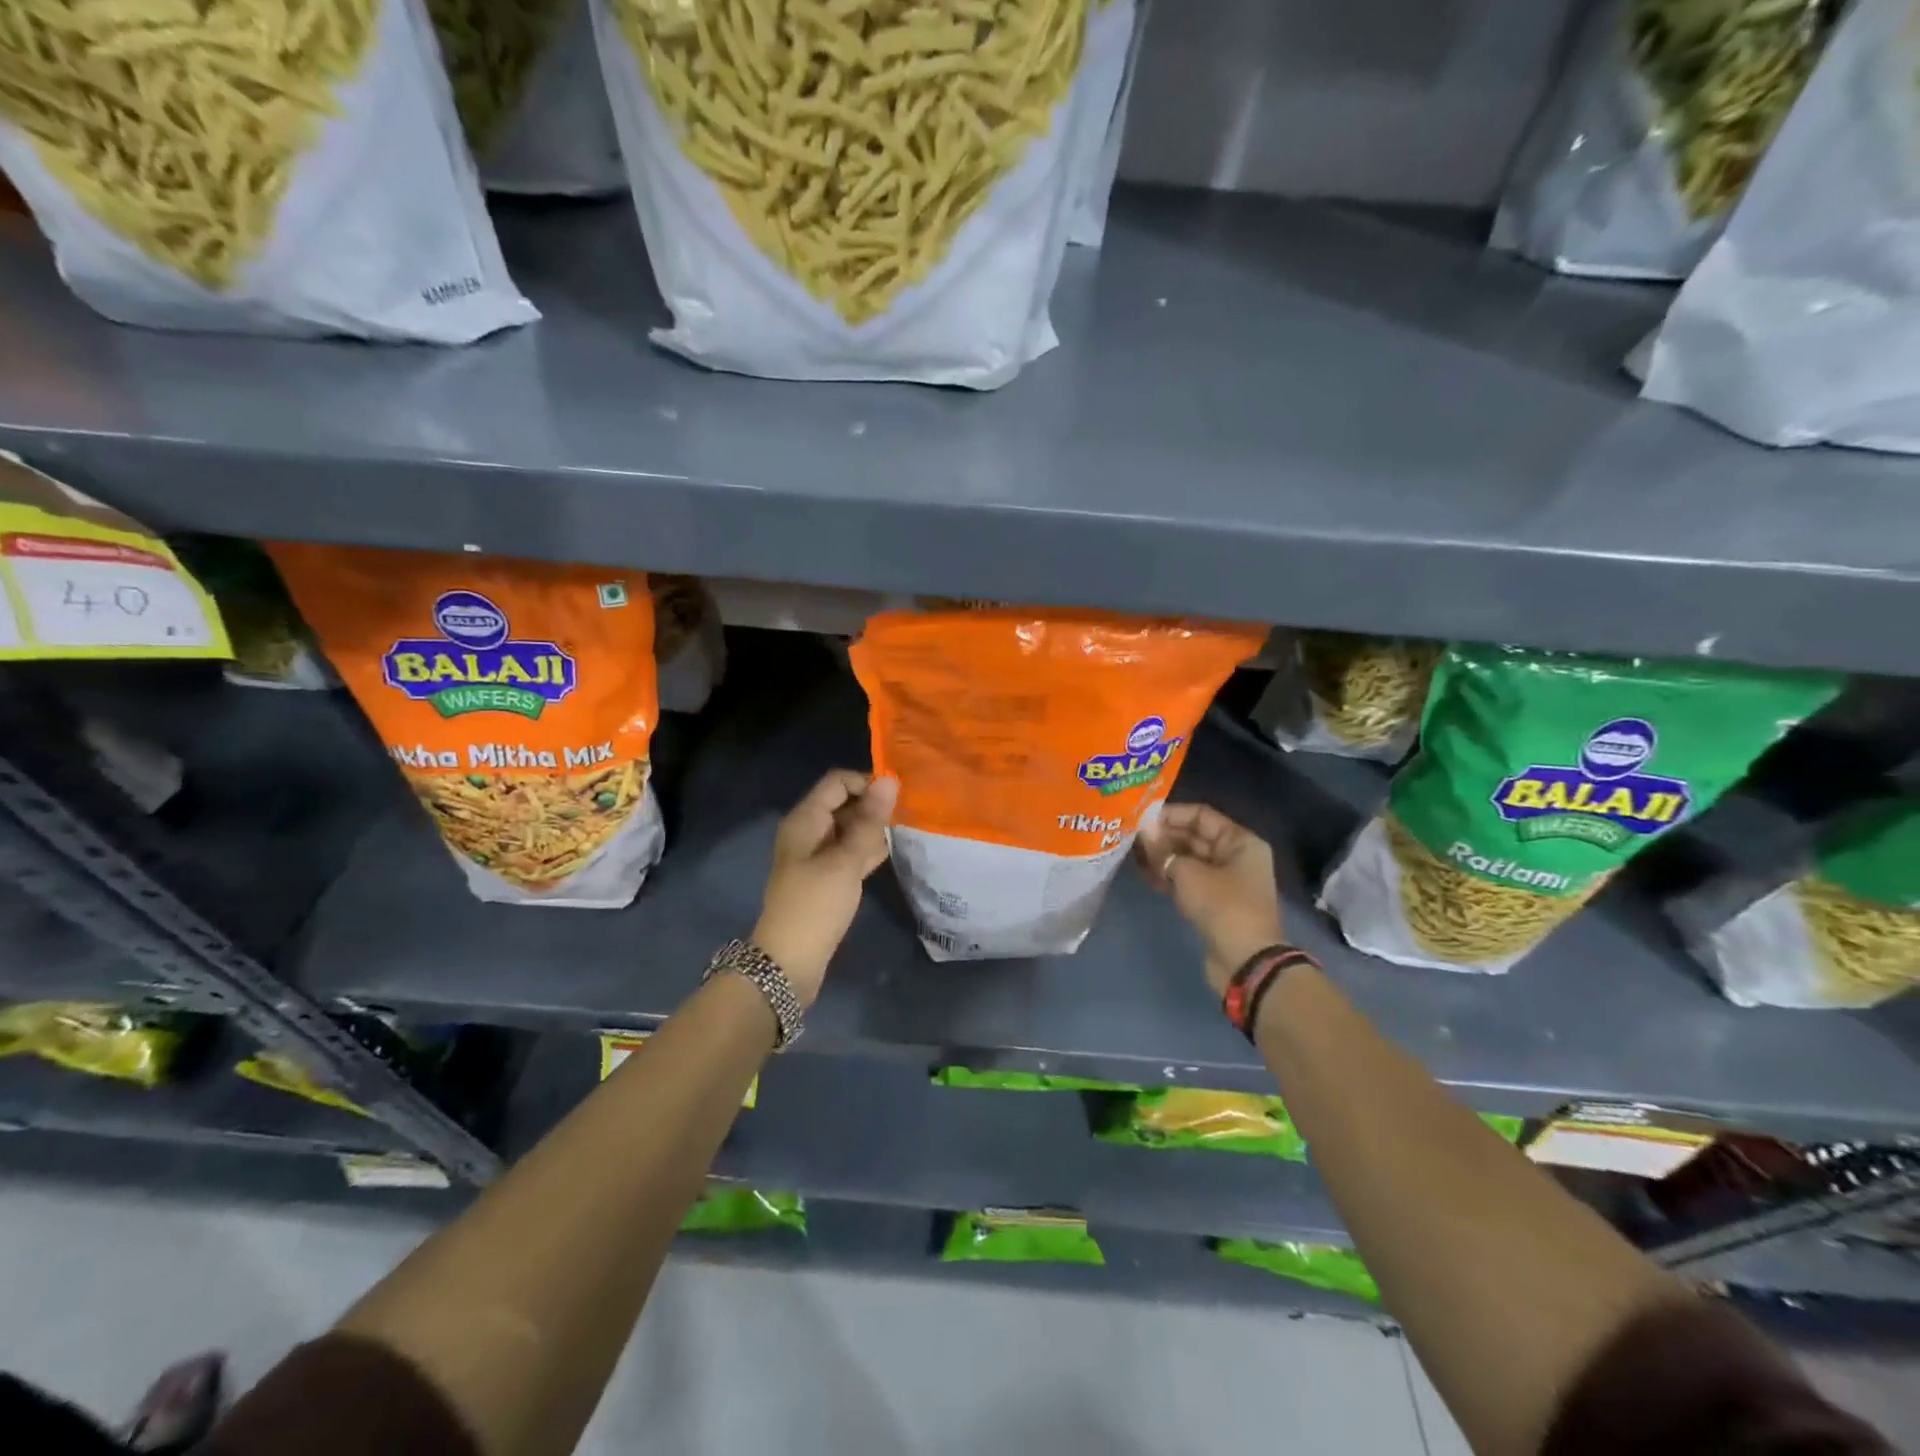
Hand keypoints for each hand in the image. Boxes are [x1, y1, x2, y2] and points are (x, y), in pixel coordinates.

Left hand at [753, 770, 897, 1006]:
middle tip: (908, 814)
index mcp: (805, 820)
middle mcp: (809, 831)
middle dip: (874, 804)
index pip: (837, 782)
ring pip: (850, 828)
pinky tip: (893, 850)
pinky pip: (850, 851)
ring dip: (874, 827)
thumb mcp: (845, 861)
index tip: (898, 796)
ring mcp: (817, 855)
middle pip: (844, 803)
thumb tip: (889, 780)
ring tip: (906, 830)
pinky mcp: (827, 877)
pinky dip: (868, 849)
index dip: (867, 782)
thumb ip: (869, 821)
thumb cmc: (815, 905)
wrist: (789, 962)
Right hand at [1136, 803, 1283, 994]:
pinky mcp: (1215, 902)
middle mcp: (1236, 856)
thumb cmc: (1223, 906)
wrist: (1245, 961)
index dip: (1171, 814)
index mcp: (1240, 842)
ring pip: (1189, 860)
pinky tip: (1146, 876)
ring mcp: (1226, 881)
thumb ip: (1163, 851)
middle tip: (1132, 837)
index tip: (1142, 819)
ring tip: (1133, 855)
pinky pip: (1189, 881)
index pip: (1201, 815)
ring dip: (1163, 857)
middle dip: (1164, 837)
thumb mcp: (1188, 874)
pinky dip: (1169, 877)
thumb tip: (1143, 832)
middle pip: (1195, 837)